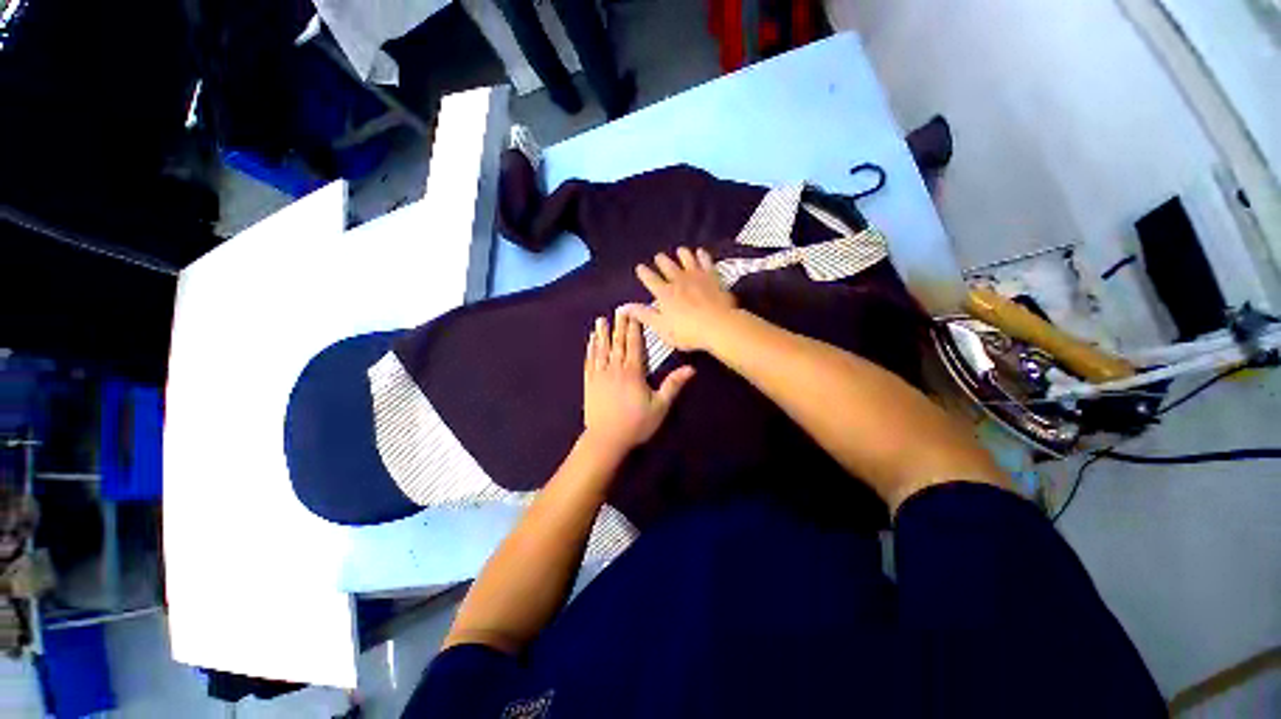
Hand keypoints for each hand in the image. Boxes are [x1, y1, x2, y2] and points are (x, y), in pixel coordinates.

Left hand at [582, 311, 695, 455]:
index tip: (633, 313)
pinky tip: (590, 341)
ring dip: (602, 334)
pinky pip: (589, 362)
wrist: (606, 439)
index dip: (634, 328)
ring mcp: (600, 375)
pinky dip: (590, 350)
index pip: (634, 345)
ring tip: (601, 320)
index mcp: (633, 372)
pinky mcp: (589, 383)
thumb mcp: (660, 406)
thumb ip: (673, 385)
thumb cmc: (636, 424)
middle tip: (619, 309)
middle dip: (619, 325)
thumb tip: (691, 368)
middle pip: (618, 343)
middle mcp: (615, 368)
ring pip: (601, 350)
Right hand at [622, 247, 737, 351]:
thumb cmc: (687, 331)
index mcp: (664, 294)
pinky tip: (701, 252)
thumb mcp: (661, 327)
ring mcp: (697, 277)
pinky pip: (706, 262)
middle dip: (662, 261)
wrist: (718, 325)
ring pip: (687, 260)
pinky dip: (702, 256)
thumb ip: (643, 315)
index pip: (650, 279)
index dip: (644, 273)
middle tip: (659, 256)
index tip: (640, 267)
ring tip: (679, 250)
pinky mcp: (712, 278)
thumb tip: (624, 307)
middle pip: (668, 266)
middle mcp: (679, 281)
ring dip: (682, 254)